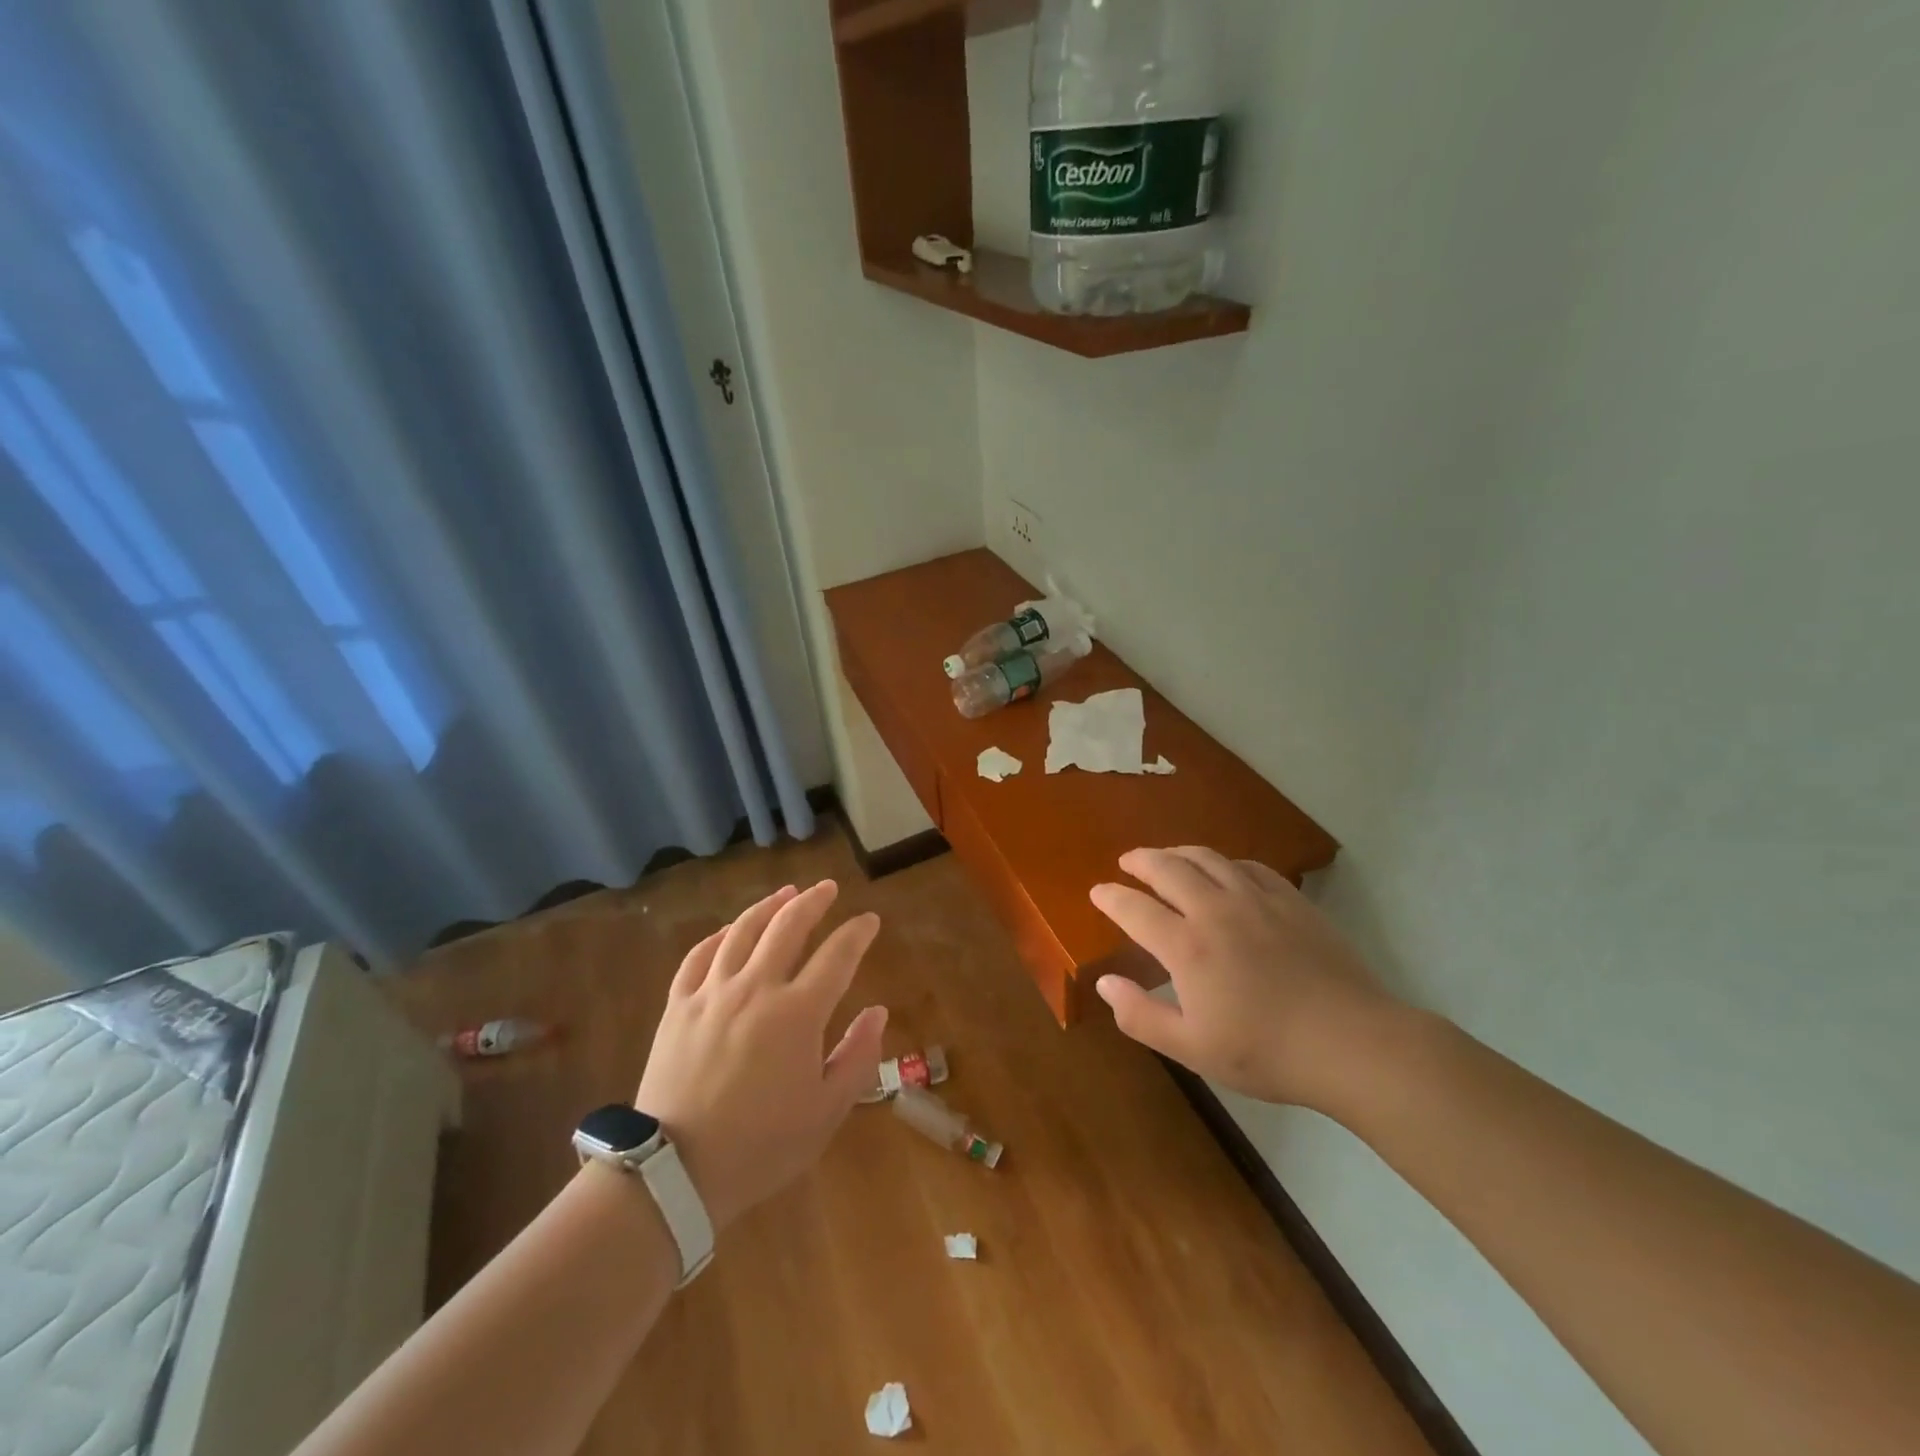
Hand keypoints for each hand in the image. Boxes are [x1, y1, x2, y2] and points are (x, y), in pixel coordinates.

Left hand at [634, 880, 885, 1231]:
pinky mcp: (678, 1006)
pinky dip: (719, 936)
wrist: (675, 1172)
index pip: (837, 956)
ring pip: (742, 931)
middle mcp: (756, 988)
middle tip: (827, 888)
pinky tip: (729, 931)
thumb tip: (878, 1011)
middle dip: (813, 901)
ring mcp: (712, 993)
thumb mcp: (827, 1112)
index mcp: (798, 1013)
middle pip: (788, 926)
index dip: (857, 933)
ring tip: (785, 893)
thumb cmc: (761, 1146)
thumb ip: (858, 1056)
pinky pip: (699, 956)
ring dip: (768, 906)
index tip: (870, 920)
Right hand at [1089, 847, 1399, 1111]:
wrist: (1352, 1043)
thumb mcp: (1192, 1048)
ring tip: (1166, 856)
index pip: (1134, 908)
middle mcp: (1215, 910)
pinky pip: (1248, 866)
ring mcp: (1256, 899)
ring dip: (1178, 853)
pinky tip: (1224, 871)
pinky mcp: (1291, 900)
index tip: (1097, 892)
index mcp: (1187, 946)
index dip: (1110, 897)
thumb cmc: (1266, 1052)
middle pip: (1168, 868)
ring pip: (1207, 858)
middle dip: (1140, 861)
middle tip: (1127, 862)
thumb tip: (1105, 983)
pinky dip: (1224, 863)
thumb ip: (1141, 1015)